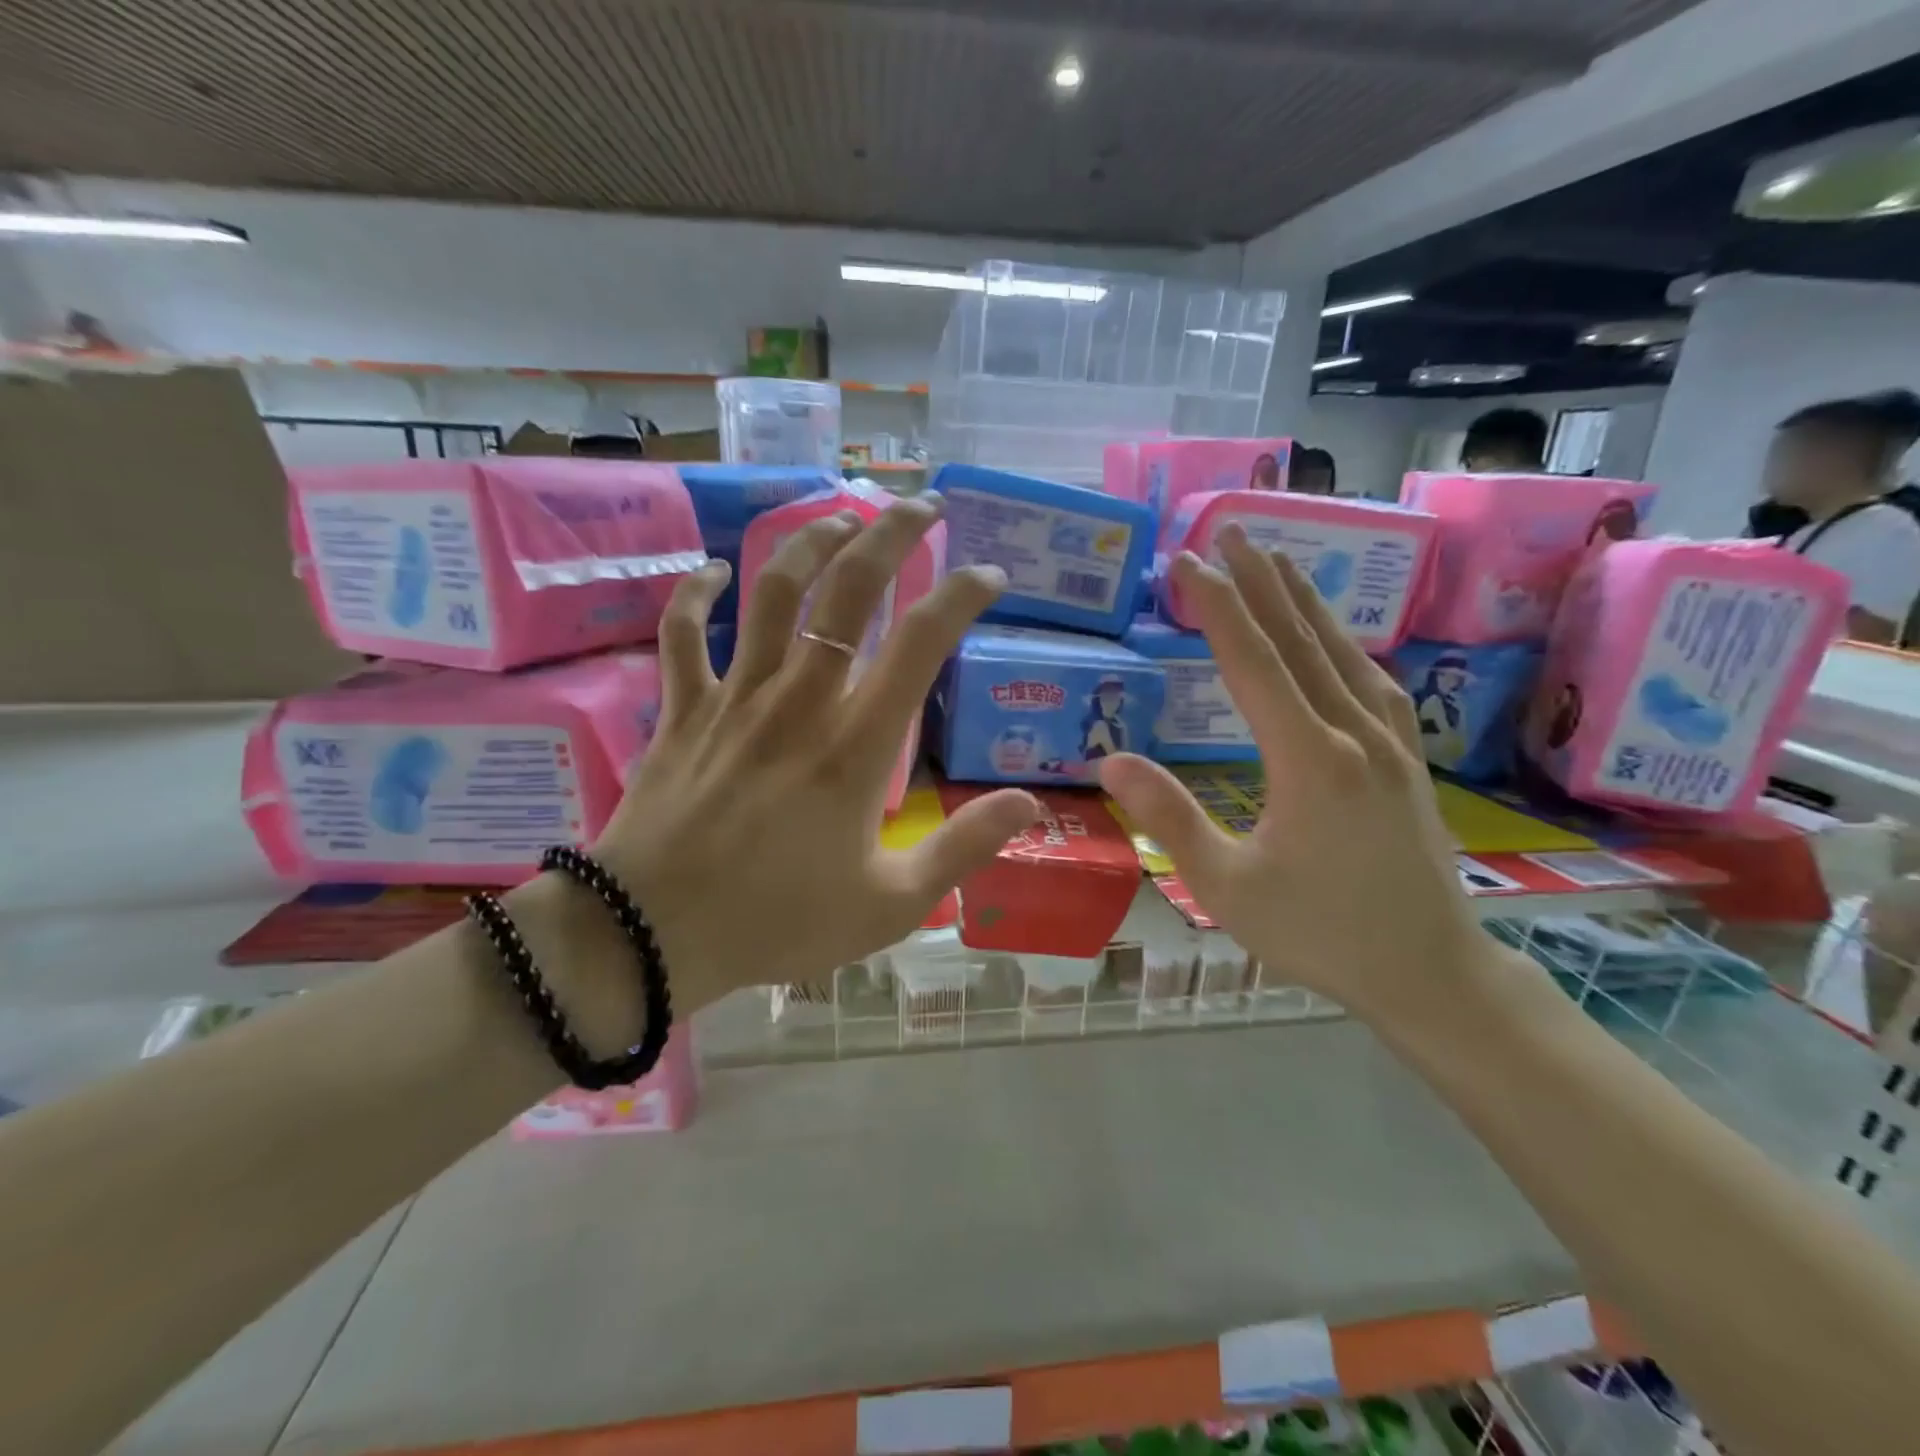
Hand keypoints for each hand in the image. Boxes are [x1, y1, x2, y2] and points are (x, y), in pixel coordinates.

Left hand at [591, 497, 1038, 1004]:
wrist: (649, 936)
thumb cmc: (777, 922)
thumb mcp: (890, 904)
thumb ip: (962, 848)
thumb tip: (1028, 803)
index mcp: (854, 746)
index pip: (920, 643)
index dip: (961, 596)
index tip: (989, 576)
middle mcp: (798, 701)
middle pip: (848, 589)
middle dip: (892, 534)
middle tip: (923, 505)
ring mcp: (734, 698)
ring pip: (772, 591)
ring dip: (809, 542)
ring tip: (843, 519)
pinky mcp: (682, 710)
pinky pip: (681, 634)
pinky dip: (694, 594)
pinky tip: (713, 570)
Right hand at [1096, 525, 1487, 1022]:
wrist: (1429, 971)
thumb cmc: (1317, 933)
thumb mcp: (1225, 886)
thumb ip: (1168, 817)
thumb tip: (1111, 759)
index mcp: (1309, 759)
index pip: (1252, 662)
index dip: (1217, 607)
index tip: (1187, 563)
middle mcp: (1354, 733)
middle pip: (1299, 639)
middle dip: (1260, 581)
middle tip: (1228, 531)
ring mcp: (1390, 741)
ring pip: (1340, 651)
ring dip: (1302, 600)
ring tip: (1274, 559)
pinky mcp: (1406, 756)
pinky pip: (1369, 677)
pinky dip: (1339, 641)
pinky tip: (1330, 635)